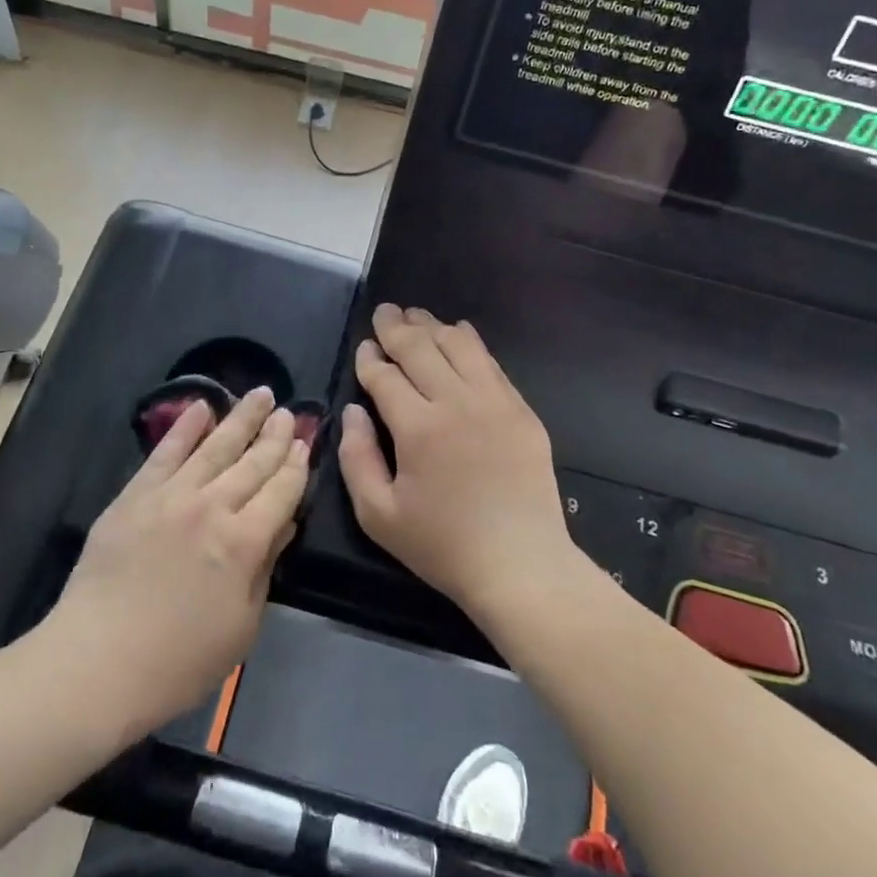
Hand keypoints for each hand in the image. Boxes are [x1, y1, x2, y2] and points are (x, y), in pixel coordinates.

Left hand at [52, 387, 306, 734]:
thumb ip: (264, 569)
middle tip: (288, 411)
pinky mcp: (136, 495)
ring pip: (215, 447)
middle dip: (275, 435)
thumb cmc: (179, 660)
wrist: (97, 663)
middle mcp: (213, 507)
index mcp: (245, 542)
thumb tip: (281, 525)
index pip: (281, 491)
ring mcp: (171, 496)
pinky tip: (201, 406)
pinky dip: (185, 427)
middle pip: (253, 462)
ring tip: (260, 394)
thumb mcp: (242, 626)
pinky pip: (165, 452)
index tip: (305, 443)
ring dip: (240, 418)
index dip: (296, 465)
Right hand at [339, 305, 572, 614]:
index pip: (385, 376)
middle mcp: (456, 402)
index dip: (369, 359)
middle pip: (420, 348)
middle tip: (384, 312)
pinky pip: (490, 362)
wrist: (521, 564)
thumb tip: (354, 411)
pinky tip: (458, 333)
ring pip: (458, 345)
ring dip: (432, 326)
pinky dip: (469, 342)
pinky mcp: (521, 410)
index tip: (363, 350)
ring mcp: (494, 402)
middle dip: (396, 327)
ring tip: (415, 316)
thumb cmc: (442, 545)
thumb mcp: (378, 515)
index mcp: (418, 427)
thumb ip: (356, 457)